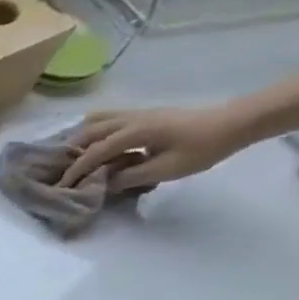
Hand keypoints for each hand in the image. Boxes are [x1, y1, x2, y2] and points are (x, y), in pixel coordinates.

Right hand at [57, 104, 248, 190]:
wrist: (236, 123)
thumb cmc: (203, 147)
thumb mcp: (166, 169)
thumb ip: (130, 177)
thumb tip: (103, 183)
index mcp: (135, 132)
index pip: (95, 152)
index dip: (76, 170)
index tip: (63, 186)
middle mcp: (131, 119)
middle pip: (89, 132)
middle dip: (71, 152)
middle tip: (62, 170)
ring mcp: (138, 113)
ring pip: (97, 120)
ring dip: (80, 137)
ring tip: (72, 155)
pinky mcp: (145, 114)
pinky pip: (109, 117)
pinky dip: (94, 128)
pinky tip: (94, 140)